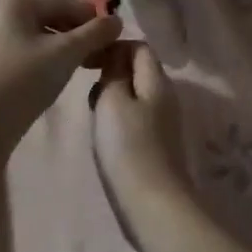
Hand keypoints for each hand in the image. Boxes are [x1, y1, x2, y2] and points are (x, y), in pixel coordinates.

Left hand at [0, 0, 122, 138]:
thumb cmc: (25, 79)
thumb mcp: (66, 53)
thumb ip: (94, 33)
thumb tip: (118, 20)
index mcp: (15, 2)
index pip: (64, 2)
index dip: (92, 18)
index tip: (114, 37)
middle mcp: (2, 12)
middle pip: (53, 17)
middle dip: (80, 34)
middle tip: (104, 54)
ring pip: (43, 35)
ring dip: (68, 47)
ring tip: (90, 65)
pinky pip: (31, 49)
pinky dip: (51, 57)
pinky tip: (65, 72)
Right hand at [92, 42, 189, 234]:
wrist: (152, 205)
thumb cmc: (128, 147)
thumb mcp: (113, 100)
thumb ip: (113, 72)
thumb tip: (115, 55)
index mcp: (157, 81)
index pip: (139, 47)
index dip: (113, 47)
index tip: (88, 60)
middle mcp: (165, 97)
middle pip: (138, 70)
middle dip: (110, 72)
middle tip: (87, 88)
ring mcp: (162, 123)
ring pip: (134, 95)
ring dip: (111, 97)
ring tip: (92, 113)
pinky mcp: (156, 145)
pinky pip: (135, 118)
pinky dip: (117, 118)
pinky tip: (104, 136)